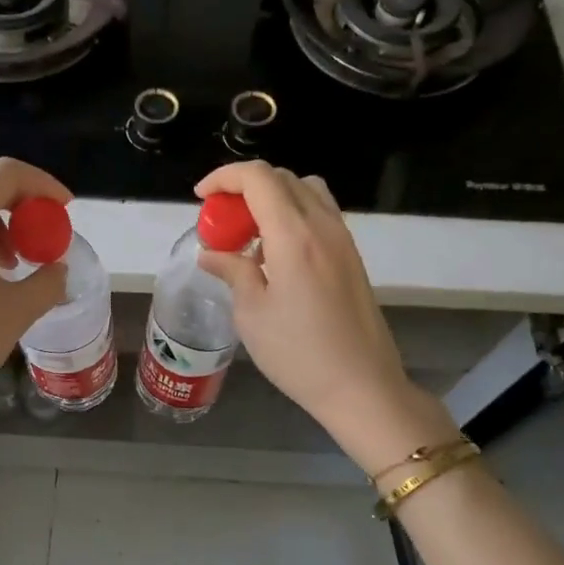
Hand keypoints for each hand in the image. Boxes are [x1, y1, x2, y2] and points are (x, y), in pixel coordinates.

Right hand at [195, 162, 459, 474]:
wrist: (362, 387)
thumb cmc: (298, 353)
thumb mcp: (251, 314)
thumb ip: (232, 271)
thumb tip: (211, 254)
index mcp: (294, 235)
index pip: (258, 178)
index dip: (224, 177)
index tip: (201, 198)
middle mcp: (323, 225)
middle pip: (282, 178)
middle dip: (244, 188)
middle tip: (220, 220)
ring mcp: (343, 239)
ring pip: (305, 191)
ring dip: (272, 198)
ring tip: (249, 234)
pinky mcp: (352, 256)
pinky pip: (320, 214)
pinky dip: (292, 215)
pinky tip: (276, 254)